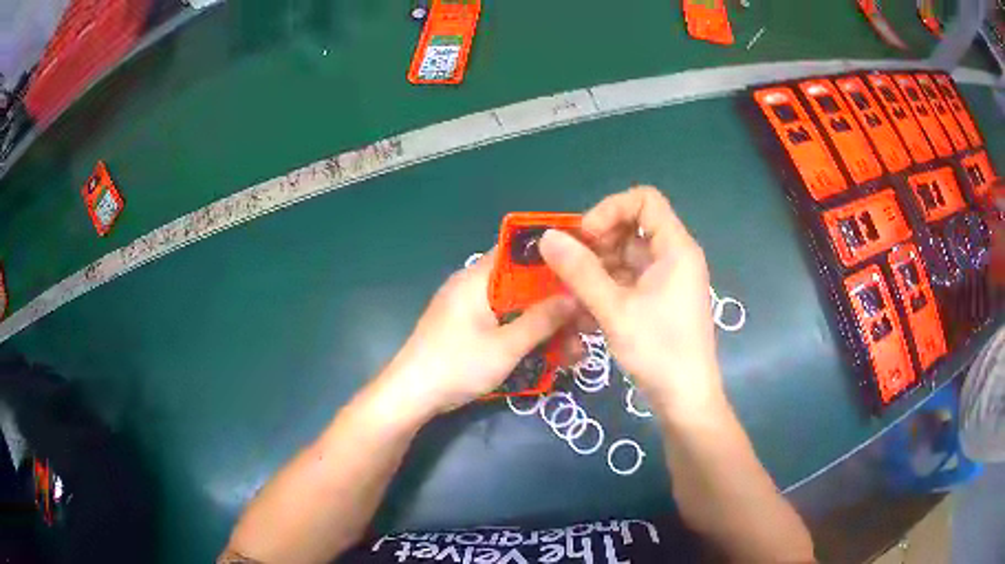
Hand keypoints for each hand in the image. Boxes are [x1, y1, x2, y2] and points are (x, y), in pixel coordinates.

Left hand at [380, 250, 575, 416]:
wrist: (411, 396)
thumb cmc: (457, 365)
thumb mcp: (506, 346)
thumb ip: (542, 320)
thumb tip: (576, 296)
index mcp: (477, 278)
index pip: (519, 250)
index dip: (552, 257)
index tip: (583, 270)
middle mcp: (473, 286)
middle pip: (523, 284)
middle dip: (556, 303)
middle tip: (586, 321)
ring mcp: (470, 309)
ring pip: (517, 308)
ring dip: (545, 325)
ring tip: (576, 348)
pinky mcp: (469, 330)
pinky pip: (504, 324)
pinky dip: (526, 336)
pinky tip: (551, 356)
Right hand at [540, 186, 724, 414]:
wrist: (685, 399)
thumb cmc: (659, 351)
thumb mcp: (615, 310)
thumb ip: (580, 271)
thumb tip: (547, 237)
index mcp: (675, 248)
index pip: (645, 200)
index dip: (611, 209)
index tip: (586, 236)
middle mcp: (674, 257)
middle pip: (632, 227)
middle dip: (598, 243)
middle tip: (570, 267)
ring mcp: (667, 281)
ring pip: (626, 257)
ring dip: (597, 269)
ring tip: (572, 293)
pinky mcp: (659, 301)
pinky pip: (629, 281)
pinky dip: (606, 289)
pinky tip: (585, 311)